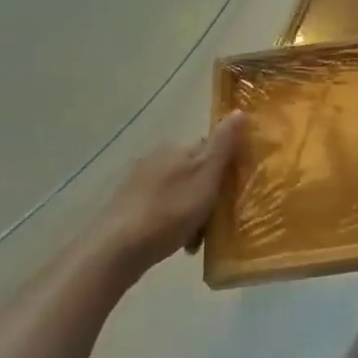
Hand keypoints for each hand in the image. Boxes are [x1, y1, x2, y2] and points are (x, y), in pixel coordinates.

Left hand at [96, 113, 244, 279]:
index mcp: (178, 148)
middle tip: (217, 218)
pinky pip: (161, 207)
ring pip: (179, 190)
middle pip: (195, 170)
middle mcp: (157, 157)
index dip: (226, 165)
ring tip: (197, 238)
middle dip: (208, 192)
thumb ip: (223, 145)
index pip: (210, 146)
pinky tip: (176, 243)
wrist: (118, 248)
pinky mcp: (128, 205)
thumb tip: (240, 110)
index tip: (234, 189)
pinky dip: (172, 221)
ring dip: (191, 210)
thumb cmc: (170, 211)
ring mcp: (139, 181)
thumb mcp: (206, 176)